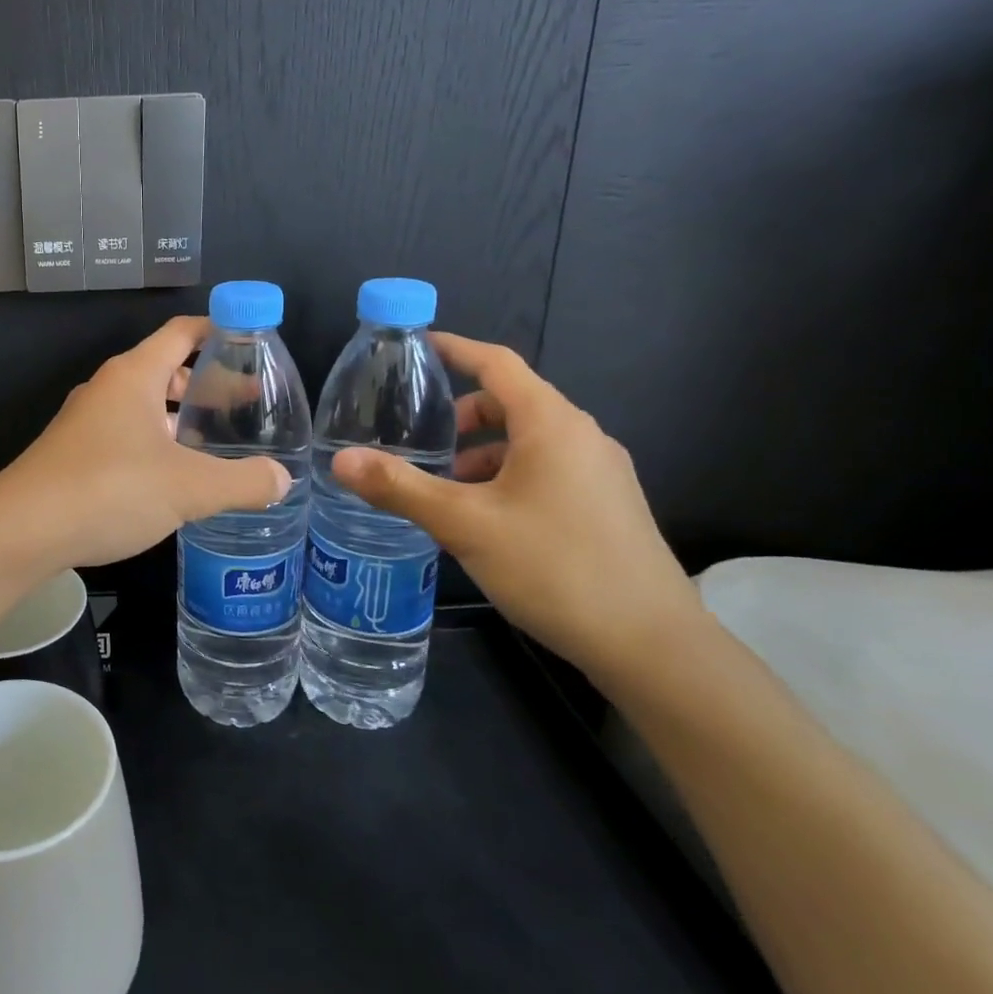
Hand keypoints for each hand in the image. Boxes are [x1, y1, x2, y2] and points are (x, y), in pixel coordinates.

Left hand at [0, 316, 291, 570]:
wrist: (21, 529)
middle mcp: (107, 389)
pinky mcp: (73, 454)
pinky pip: (125, 437)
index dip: (218, 330)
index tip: (252, 343)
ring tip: (218, 445)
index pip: (182, 332)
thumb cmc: (109, 490)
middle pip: (165, 371)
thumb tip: (281, 478)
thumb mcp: (188, 488)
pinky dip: (155, 446)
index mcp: (134, 376)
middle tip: (246, 408)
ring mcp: (85, 422)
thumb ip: (241, 481)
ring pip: (144, 409)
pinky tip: (173, 480)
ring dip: (180, 421)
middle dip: (206, 385)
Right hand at [330, 334, 704, 679]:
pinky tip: (483, 520)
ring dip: (481, 453)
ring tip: (443, 490)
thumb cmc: (554, 567)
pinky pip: (545, 469)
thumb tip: (340, 460)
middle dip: (460, 416)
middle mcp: (581, 437)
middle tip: (418, 443)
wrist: (652, 646)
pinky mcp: (606, 506)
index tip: (415, 347)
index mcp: (551, 424)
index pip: (497, 363)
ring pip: (527, 441)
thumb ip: (400, 487)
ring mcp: (600, 473)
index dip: (454, 349)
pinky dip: (506, 476)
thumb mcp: (464, 524)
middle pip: (511, 403)